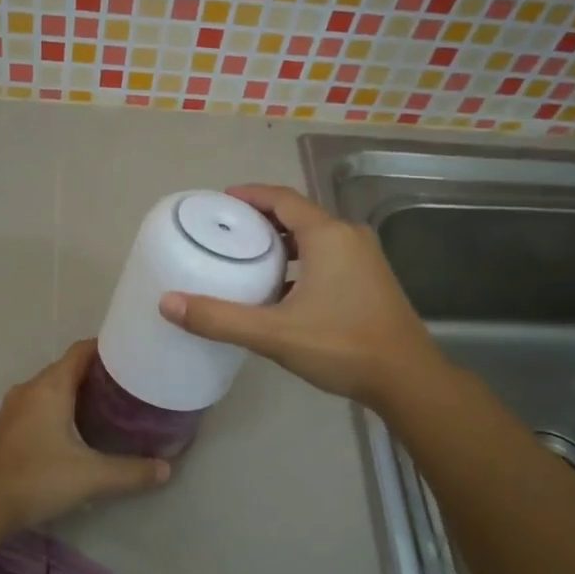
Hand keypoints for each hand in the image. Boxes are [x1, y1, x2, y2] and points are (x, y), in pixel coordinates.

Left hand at [0, 339, 170, 535]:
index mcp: (50, 387)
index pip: (82, 350)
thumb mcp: (91, 476)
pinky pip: (40, 406)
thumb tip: (167, 469)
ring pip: (53, 388)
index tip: (135, 354)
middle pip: (68, 368)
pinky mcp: (7, 429)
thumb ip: (131, 472)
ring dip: (79, 392)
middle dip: (99, 373)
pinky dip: (62, 408)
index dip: (108, 347)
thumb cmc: (36, 479)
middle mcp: (30, 389)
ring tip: (111, 406)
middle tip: (131, 384)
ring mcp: (14, 409)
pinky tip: (79, 430)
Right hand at [158, 184, 439, 408]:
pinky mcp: (371, 280)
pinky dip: (301, 262)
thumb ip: (220, 318)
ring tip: (248, 259)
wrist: (406, 378)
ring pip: (315, 238)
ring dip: (283, 243)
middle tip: (227, 232)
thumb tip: (168, 303)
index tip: (221, 201)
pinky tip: (282, 290)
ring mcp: (365, 258)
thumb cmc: (342, 346)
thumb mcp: (274, 334)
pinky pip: (328, 256)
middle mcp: (349, 237)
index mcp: (327, 236)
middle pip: (298, 215)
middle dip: (262, 219)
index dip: (250, 195)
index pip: (282, 198)